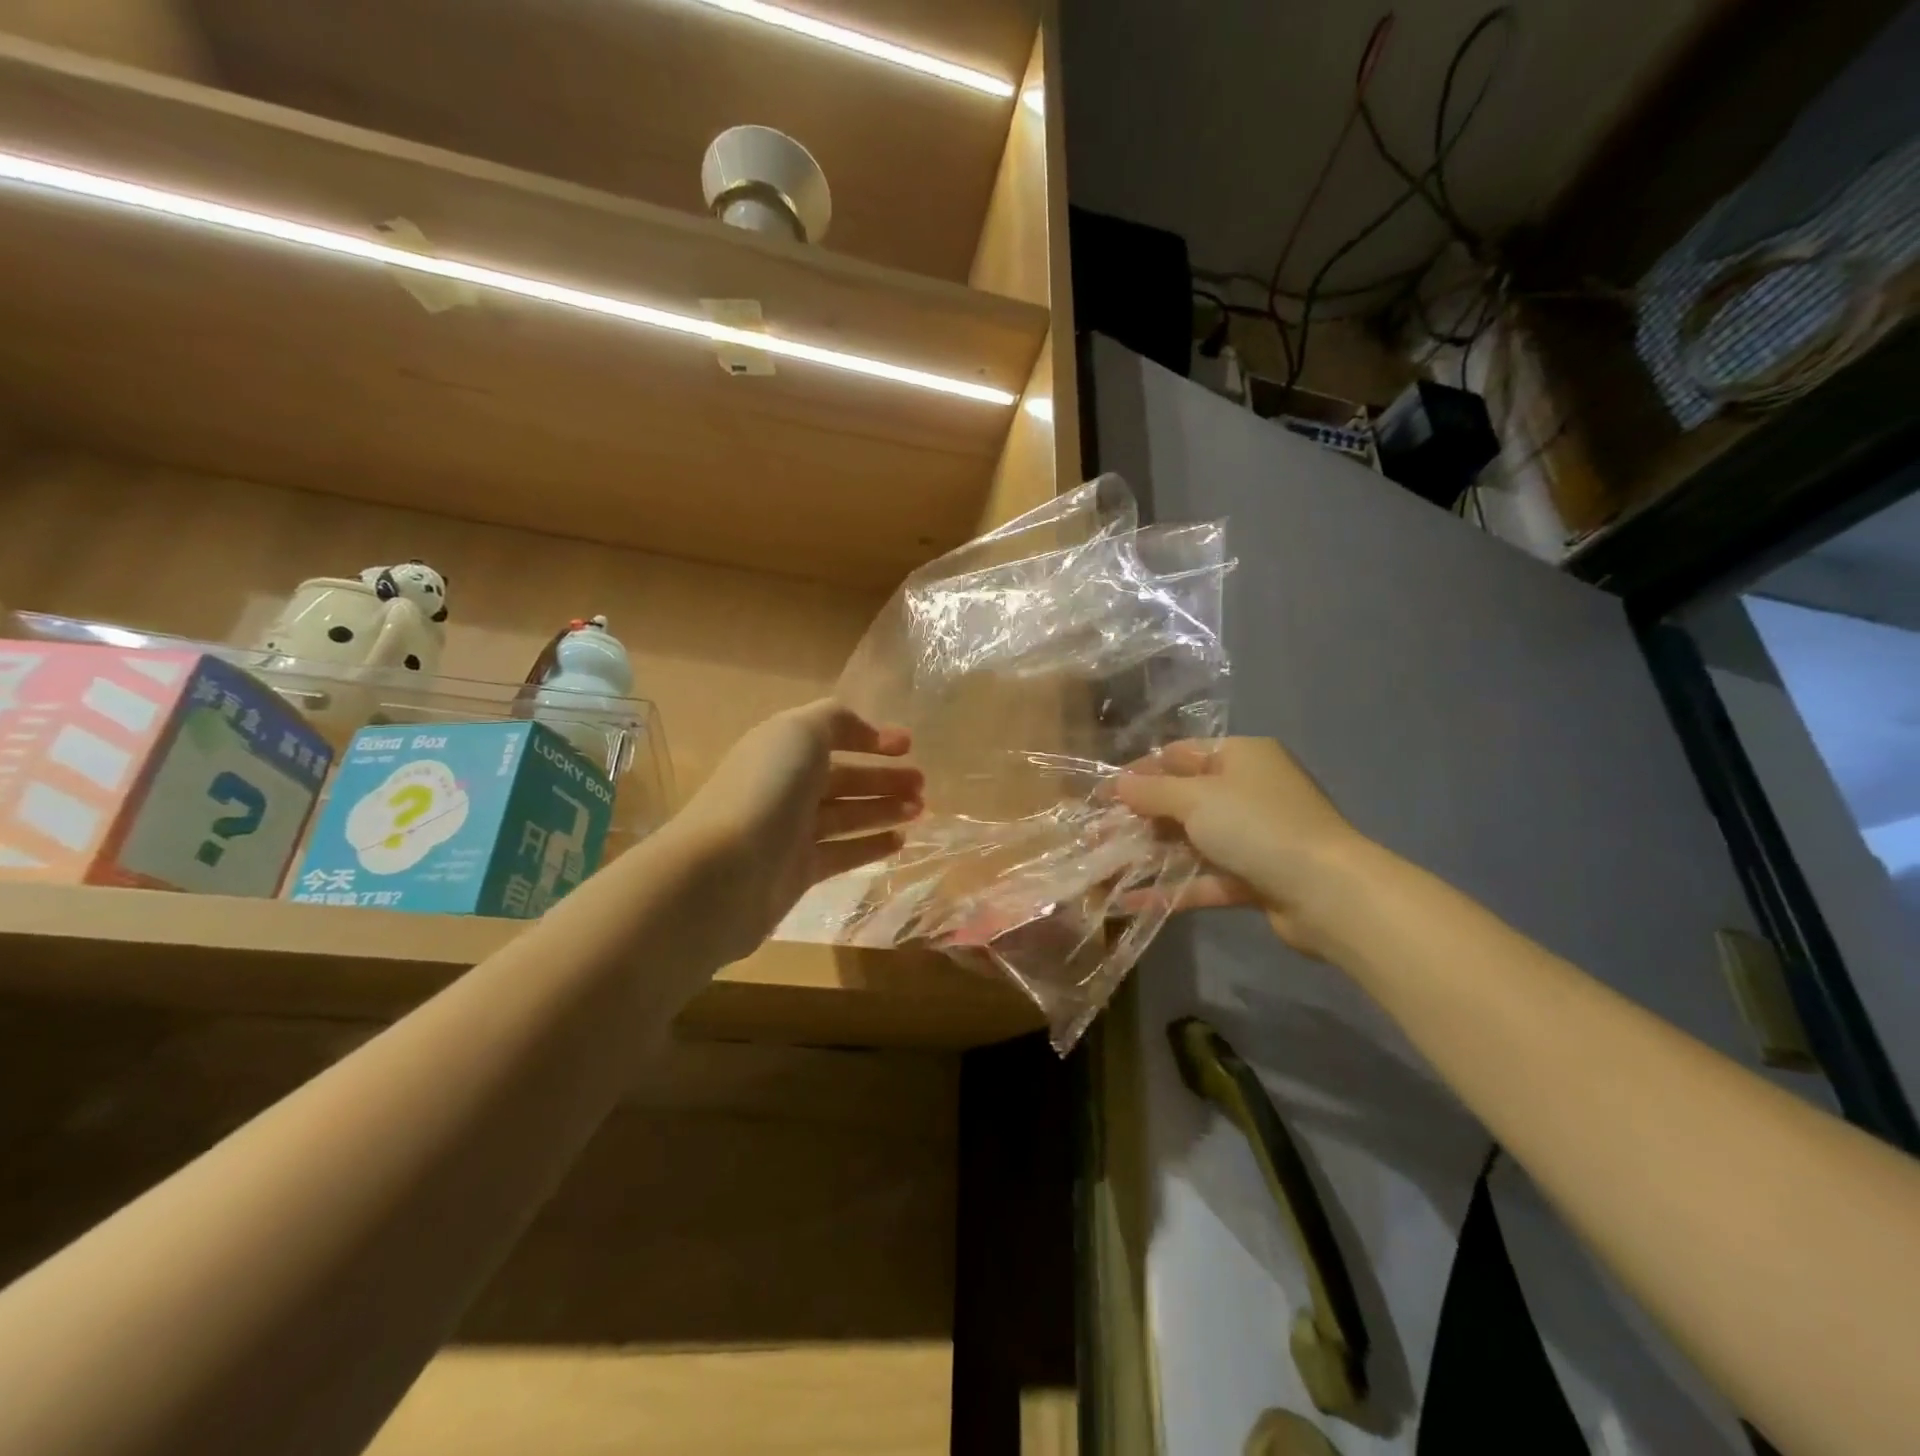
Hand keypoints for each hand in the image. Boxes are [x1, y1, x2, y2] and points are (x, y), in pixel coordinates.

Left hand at [673, 700, 921, 961]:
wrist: (723, 873)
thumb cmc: (766, 791)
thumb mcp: (800, 732)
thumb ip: (836, 720)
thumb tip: (866, 733)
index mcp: (782, 749)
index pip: (831, 736)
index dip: (870, 737)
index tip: (909, 746)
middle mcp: (785, 788)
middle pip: (843, 778)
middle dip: (884, 777)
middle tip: (922, 784)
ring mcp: (791, 832)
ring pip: (847, 815)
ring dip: (884, 809)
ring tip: (920, 810)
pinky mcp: (799, 872)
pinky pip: (843, 853)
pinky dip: (871, 844)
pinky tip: (900, 841)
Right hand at [1116, 738, 1371, 957]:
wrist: (1329, 892)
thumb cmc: (1258, 826)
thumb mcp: (1197, 799)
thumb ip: (1152, 792)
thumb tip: (1117, 784)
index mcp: (1241, 757)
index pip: (1180, 755)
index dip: (1140, 771)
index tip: (1103, 793)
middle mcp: (1248, 791)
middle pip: (1183, 799)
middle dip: (1139, 817)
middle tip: (1096, 833)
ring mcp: (1253, 837)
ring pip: (1191, 841)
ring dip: (1150, 854)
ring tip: (1105, 866)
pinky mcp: (1254, 877)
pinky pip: (1204, 878)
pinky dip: (1171, 888)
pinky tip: (1131, 902)